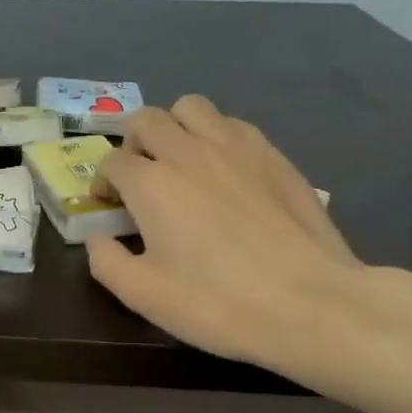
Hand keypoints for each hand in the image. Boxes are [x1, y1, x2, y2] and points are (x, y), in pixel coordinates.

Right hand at [87, 96, 363, 374]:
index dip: (103, 182)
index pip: (112, 162)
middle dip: (132, 143)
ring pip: (192, 107)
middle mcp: (189, 152)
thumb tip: (99, 238)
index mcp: (152, 183)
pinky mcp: (275, 156)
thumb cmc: (218, 303)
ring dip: (175, 128)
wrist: (312, 305)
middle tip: (140, 177)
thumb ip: (106, 261)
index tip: (110, 206)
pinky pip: (234, 125)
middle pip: (147, 119)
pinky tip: (224, 172)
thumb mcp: (143, 295)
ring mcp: (237, 148)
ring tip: (180, 162)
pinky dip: (216, 137)